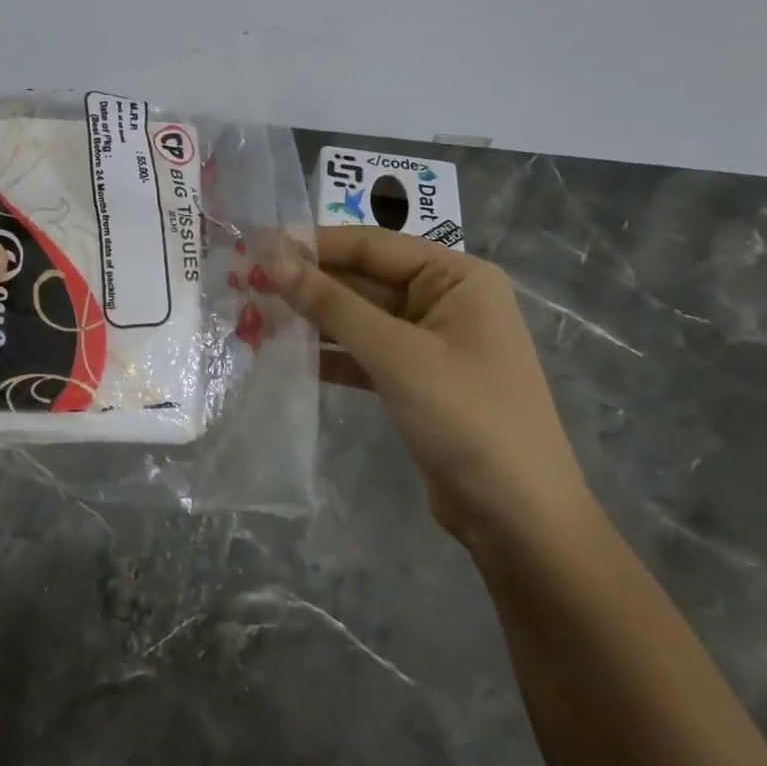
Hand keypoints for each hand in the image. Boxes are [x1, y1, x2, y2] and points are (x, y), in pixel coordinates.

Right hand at [272, 227, 588, 542]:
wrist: (520, 520)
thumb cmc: (467, 418)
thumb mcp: (396, 354)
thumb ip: (332, 303)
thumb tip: (272, 256)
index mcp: (457, 277)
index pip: (373, 246)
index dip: (313, 245)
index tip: (255, 248)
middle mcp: (446, 300)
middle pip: (365, 279)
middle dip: (310, 284)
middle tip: (246, 283)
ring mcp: (432, 342)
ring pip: (360, 317)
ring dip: (314, 319)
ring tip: (255, 315)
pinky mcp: (417, 380)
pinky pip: (365, 352)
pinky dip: (330, 353)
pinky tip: (287, 354)